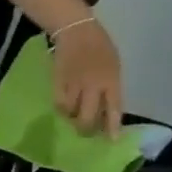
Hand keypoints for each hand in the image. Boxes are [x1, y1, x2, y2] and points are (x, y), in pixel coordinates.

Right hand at [52, 19, 124, 137]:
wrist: (77, 31)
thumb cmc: (100, 47)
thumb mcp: (113, 65)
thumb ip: (110, 86)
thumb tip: (107, 107)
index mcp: (111, 79)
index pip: (113, 107)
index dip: (112, 126)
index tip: (112, 140)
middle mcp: (92, 85)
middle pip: (87, 115)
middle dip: (86, 127)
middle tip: (86, 133)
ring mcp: (73, 84)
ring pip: (70, 111)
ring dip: (71, 118)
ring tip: (73, 118)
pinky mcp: (57, 83)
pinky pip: (58, 102)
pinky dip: (61, 108)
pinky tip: (63, 108)